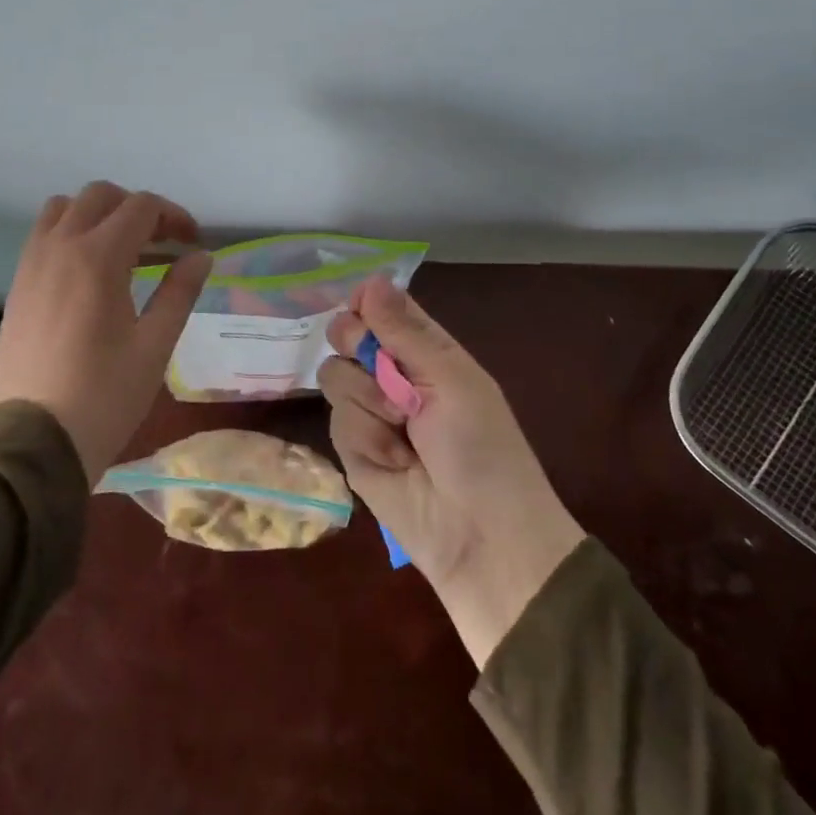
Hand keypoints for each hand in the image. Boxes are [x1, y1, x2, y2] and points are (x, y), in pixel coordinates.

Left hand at [0, 182, 211, 480]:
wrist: (33, 442)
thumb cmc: (105, 395)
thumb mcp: (155, 345)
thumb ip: (180, 291)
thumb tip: (200, 255)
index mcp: (98, 257)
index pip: (141, 207)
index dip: (174, 217)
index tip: (192, 244)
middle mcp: (60, 247)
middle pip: (101, 196)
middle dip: (137, 209)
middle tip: (161, 243)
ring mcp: (31, 264)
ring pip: (64, 208)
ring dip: (98, 215)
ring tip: (122, 250)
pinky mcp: (17, 285)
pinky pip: (43, 235)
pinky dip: (71, 234)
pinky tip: (89, 273)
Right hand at [318, 275, 584, 666]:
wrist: (478, 536)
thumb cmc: (481, 447)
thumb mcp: (451, 378)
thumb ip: (405, 331)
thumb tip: (370, 278)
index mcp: (425, 350)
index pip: (382, 307)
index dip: (367, 304)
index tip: (364, 312)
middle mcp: (392, 374)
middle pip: (346, 334)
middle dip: (359, 350)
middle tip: (389, 377)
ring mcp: (369, 410)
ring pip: (335, 375)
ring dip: (369, 402)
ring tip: (405, 433)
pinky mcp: (351, 448)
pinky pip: (336, 420)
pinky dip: (365, 438)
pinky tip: (393, 461)